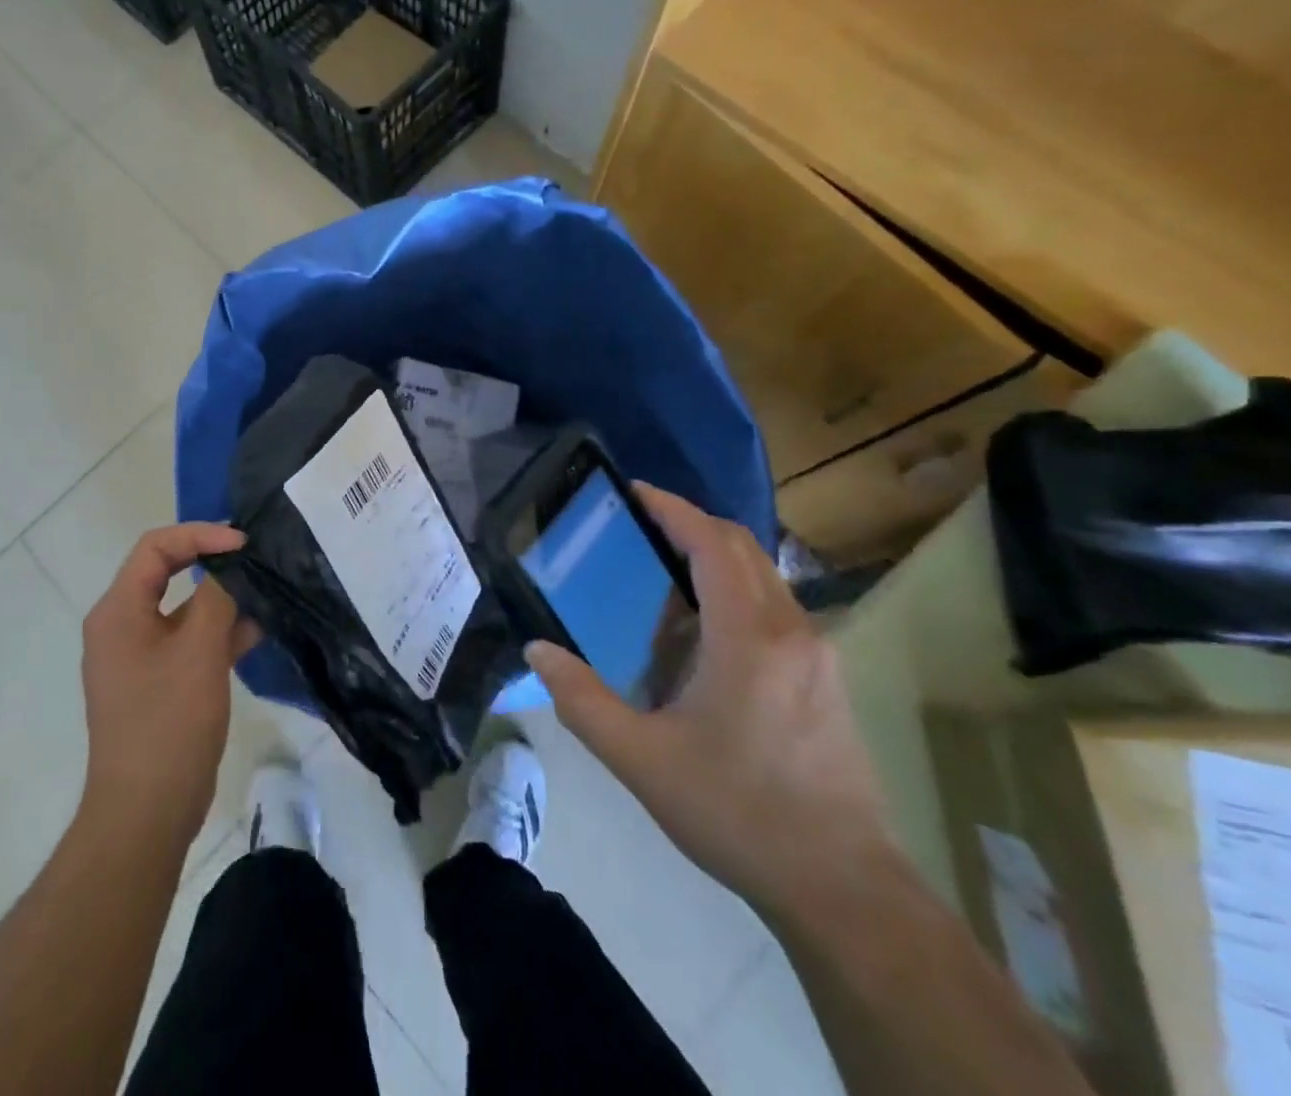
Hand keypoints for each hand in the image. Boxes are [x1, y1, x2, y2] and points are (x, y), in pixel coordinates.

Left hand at [80, 524, 255, 846]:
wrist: (146, 813)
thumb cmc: (168, 723)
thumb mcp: (199, 651)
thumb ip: (217, 598)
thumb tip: (231, 568)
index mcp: (119, 611)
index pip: (156, 547)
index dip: (200, 535)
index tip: (242, 544)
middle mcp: (121, 626)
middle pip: (167, 573)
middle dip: (212, 563)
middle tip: (255, 559)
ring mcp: (137, 657)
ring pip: (181, 609)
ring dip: (220, 600)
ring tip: (264, 596)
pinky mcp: (156, 682)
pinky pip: (186, 641)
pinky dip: (217, 633)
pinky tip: (255, 634)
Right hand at [525, 486, 893, 917]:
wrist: (844, 890)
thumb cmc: (737, 812)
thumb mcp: (640, 759)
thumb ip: (582, 700)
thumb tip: (537, 651)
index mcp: (749, 637)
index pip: (712, 543)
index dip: (672, 509)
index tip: (634, 491)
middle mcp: (792, 631)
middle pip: (743, 548)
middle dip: (691, 525)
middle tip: (639, 527)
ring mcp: (818, 656)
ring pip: (763, 578)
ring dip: (713, 562)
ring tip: (660, 581)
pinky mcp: (827, 682)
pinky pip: (775, 610)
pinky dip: (734, 595)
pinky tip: (700, 640)